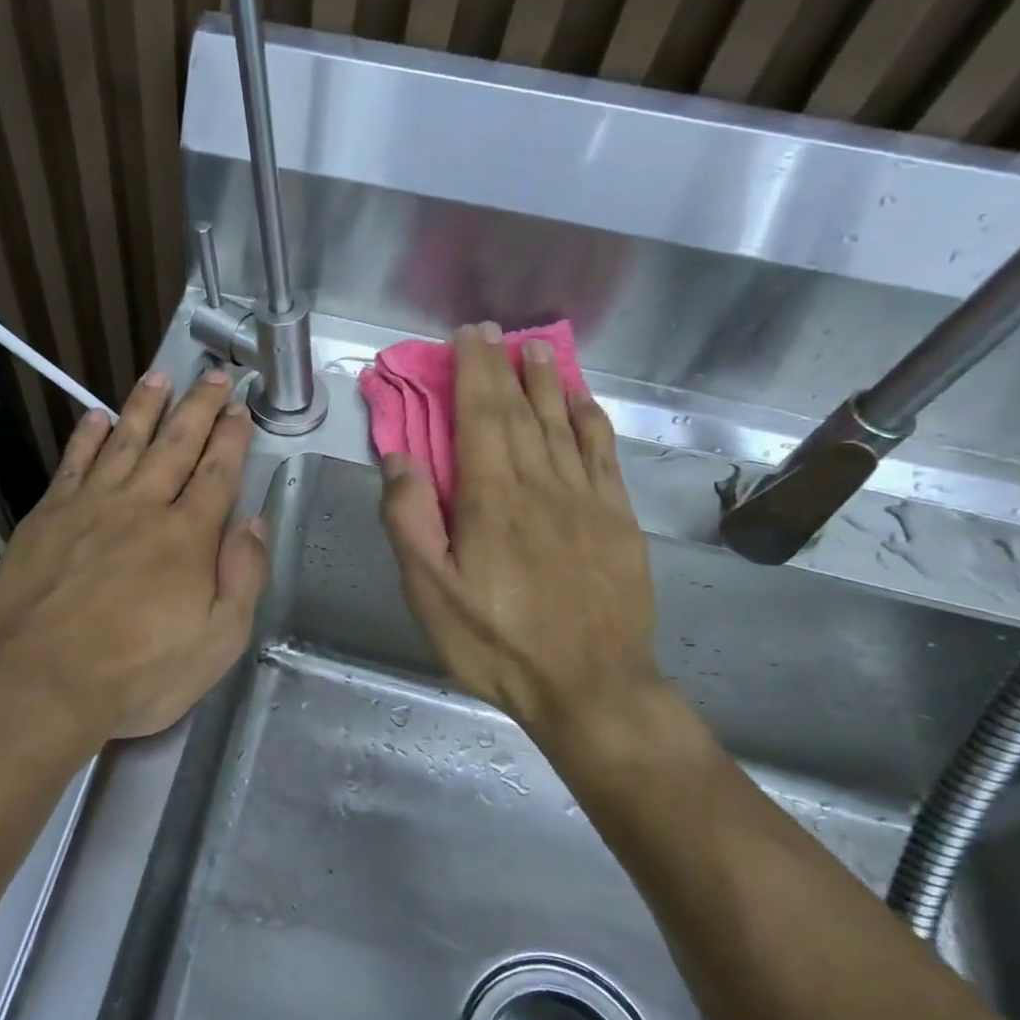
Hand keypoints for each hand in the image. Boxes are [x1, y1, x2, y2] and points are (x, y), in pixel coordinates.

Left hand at [0, 369, 266, 740]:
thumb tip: (253, 522)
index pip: (217, 473)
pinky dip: (87, 438)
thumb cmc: (137, 675)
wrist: (38, 686)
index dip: (232, 437)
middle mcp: (141, 507)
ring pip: (124, 442)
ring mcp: (89, 507)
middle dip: (199, 407)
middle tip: (214, 374)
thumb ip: (241, 576)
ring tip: (160, 376)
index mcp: (187, 537)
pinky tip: (96, 417)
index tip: (240, 408)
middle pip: (175, 445)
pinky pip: (72, 464)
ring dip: (145, 406)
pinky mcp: (46, 518)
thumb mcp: (217, 642)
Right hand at [378, 324, 659, 734]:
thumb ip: (410, 521)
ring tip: (538, 350)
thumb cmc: (496, 643)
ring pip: (564, 425)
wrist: (590, 686)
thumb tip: (401, 458)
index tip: (469, 336)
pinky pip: (604, 455)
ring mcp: (587, 500)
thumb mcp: (429, 592)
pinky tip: (584, 403)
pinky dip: (591, 421)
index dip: (473, 372)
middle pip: (521, 412)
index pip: (481, 417)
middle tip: (495, 333)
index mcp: (492, 499)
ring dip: (548, 383)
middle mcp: (542, 485)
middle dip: (504, 368)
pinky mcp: (619, 520)